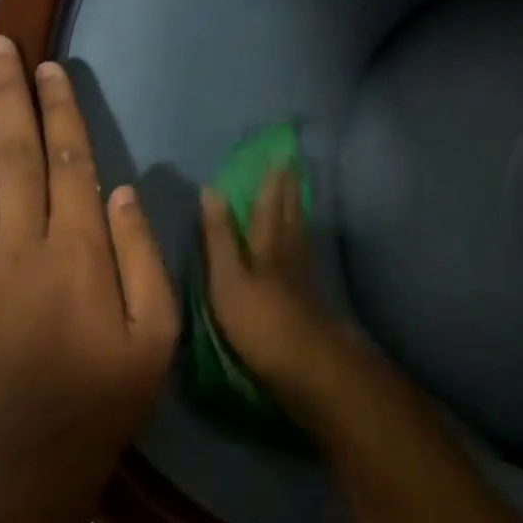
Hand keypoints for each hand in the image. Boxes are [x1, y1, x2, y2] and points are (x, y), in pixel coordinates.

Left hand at [0, 37, 178, 468]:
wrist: (30, 462)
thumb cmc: (107, 393)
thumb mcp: (157, 332)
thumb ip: (141, 257)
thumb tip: (122, 194)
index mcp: (77, 254)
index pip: (66, 163)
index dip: (58, 111)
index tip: (48, 69)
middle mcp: (21, 249)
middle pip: (12, 157)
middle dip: (6, 97)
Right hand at [198, 168, 372, 423]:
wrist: (307, 367)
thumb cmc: (259, 322)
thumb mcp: (228, 279)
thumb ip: (220, 238)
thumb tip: (211, 192)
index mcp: (268, 245)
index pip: (269, 204)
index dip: (272, 180)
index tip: (278, 155)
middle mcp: (290, 252)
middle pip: (292, 214)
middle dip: (290, 189)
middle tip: (294, 165)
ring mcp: (304, 275)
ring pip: (302, 232)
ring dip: (299, 209)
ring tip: (299, 193)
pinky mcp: (311, 297)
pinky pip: (306, 253)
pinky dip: (303, 239)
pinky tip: (303, 244)